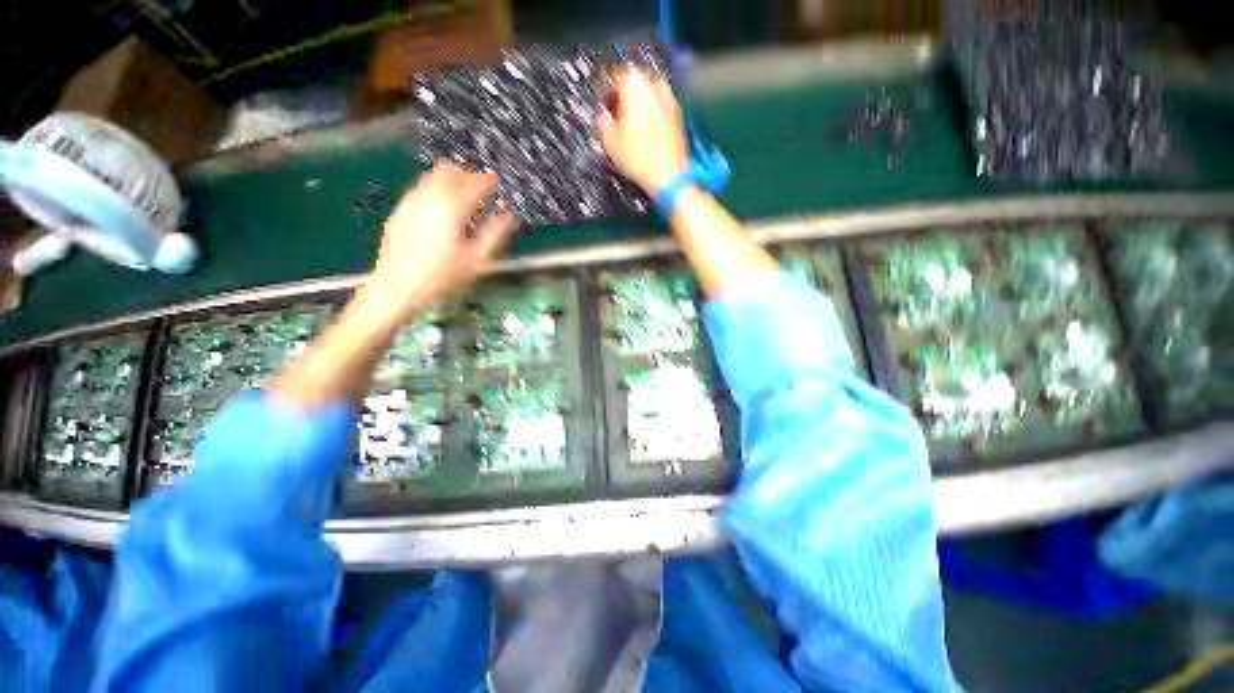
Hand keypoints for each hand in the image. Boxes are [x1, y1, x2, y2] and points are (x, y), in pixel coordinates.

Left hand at [368, 160, 516, 315]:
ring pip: (433, 177)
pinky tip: (442, 209)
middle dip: (468, 174)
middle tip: (482, 187)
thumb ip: (495, 234)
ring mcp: (411, 201)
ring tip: (464, 197)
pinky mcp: (400, 210)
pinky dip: (436, 190)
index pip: (474, 182)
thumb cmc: (442, 275)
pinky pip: (421, 189)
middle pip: (451, 171)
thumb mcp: (477, 259)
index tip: (498, 183)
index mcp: (452, 207)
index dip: (489, 180)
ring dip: (451, 180)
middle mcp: (430, 196)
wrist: (397, 286)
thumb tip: (510, 217)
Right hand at [598, 67, 690, 193]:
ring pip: (647, 96)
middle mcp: (655, 83)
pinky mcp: (679, 115)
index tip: (600, 105)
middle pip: (633, 83)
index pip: (612, 75)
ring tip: (628, 128)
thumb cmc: (639, 158)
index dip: (603, 92)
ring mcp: (670, 98)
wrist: (670, 175)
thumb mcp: (609, 140)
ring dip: (636, 107)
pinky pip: (659, 109)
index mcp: (634, 82)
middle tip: (613, 116)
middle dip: (622, 98)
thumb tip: (603, 116)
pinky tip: (644, 135)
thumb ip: (602, 121)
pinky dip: (650, 117)